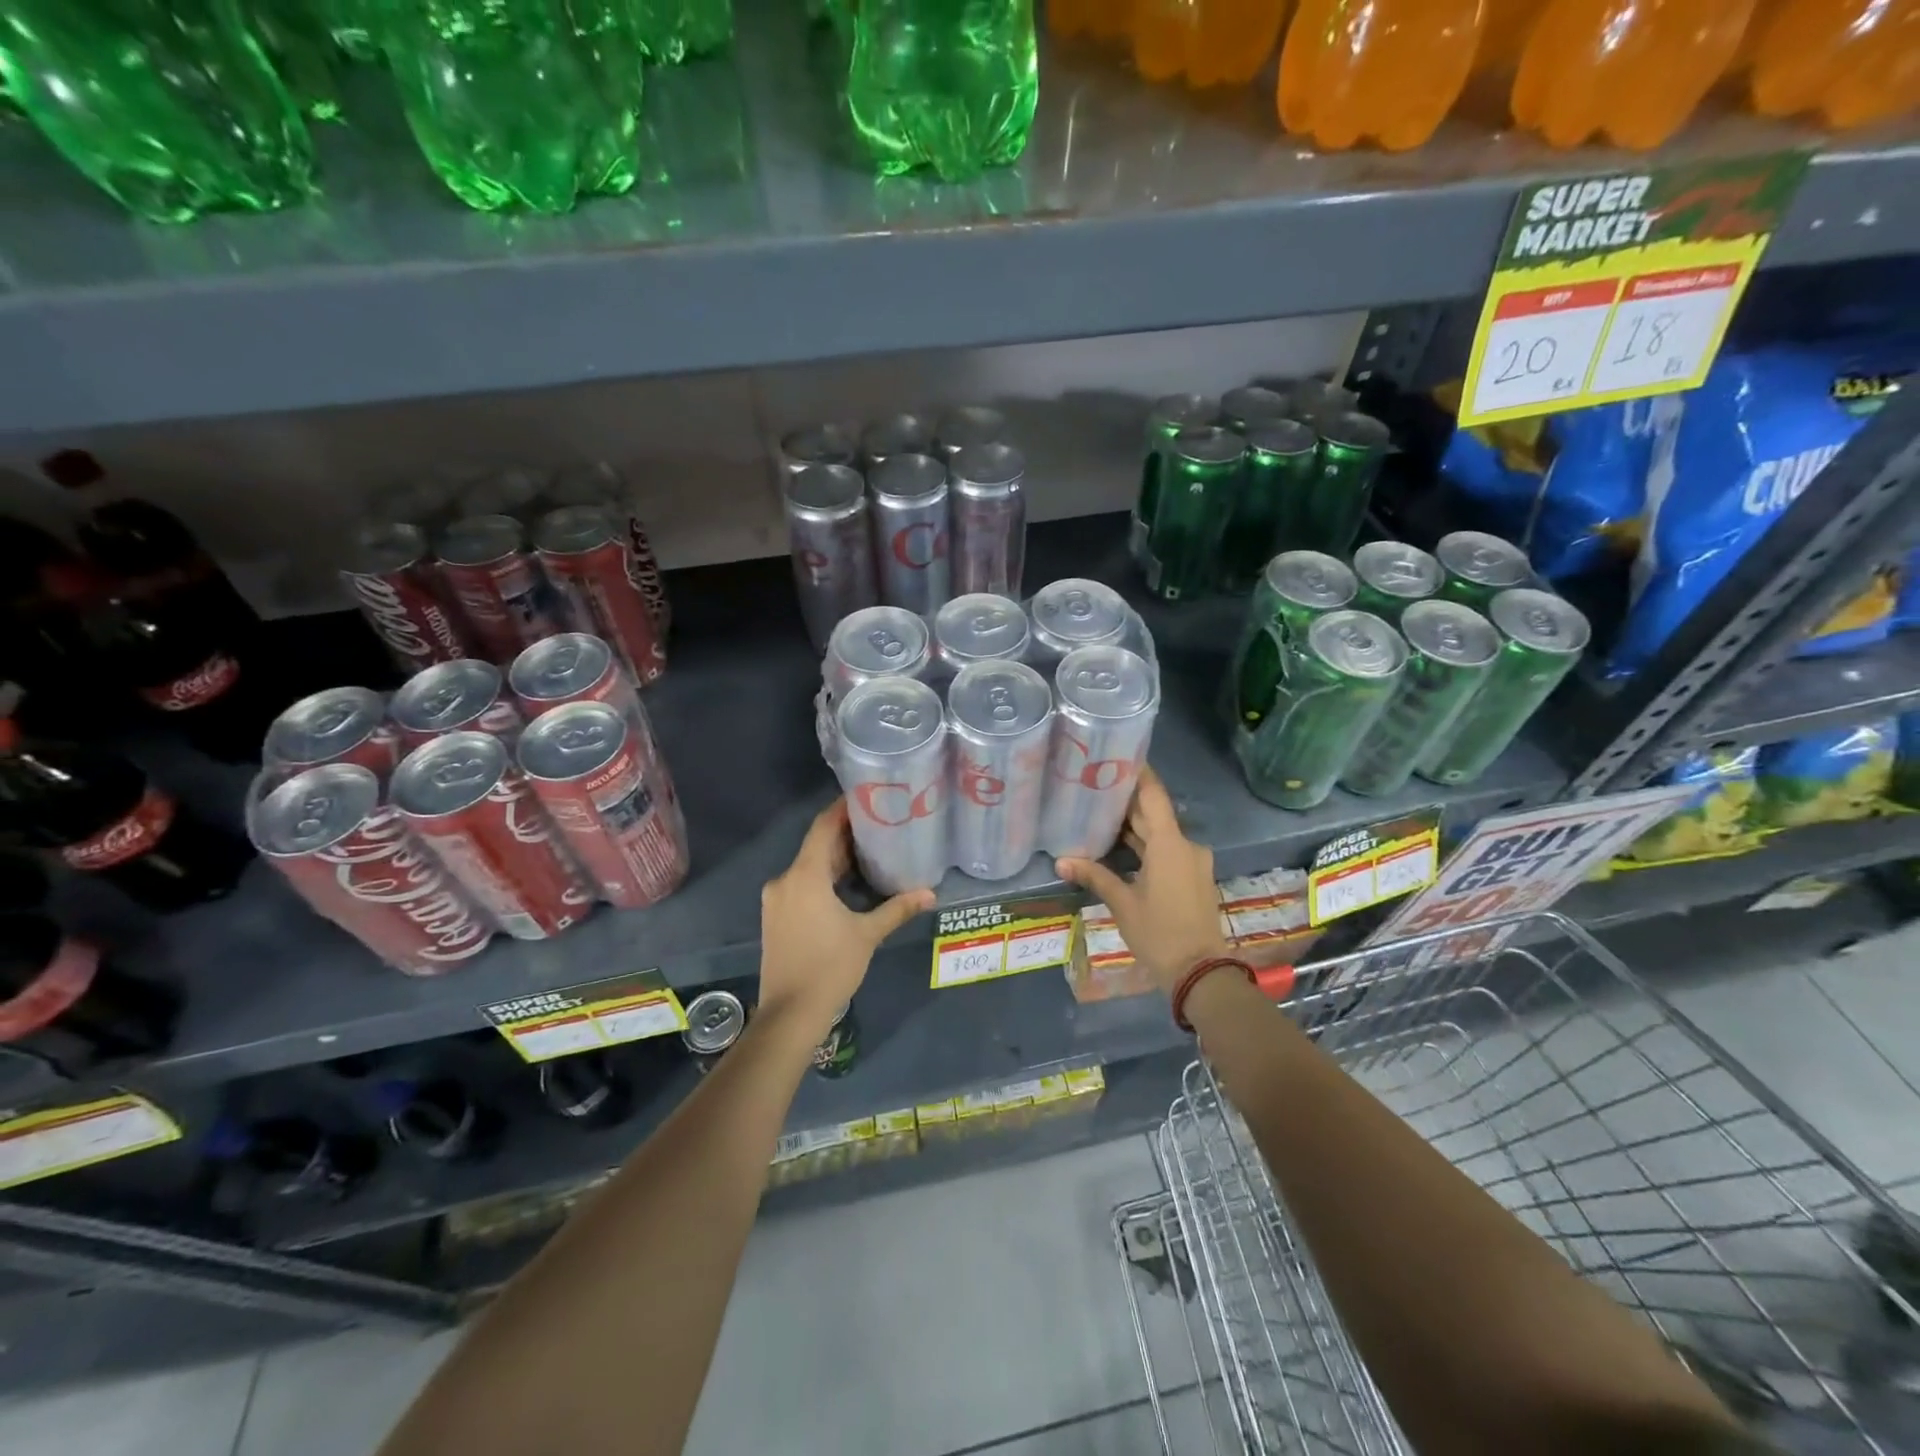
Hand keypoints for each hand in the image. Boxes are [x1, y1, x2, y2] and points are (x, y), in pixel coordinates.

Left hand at [759, 799, 933, 1031]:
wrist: (790, 1014)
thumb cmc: (830, 967)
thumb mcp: (867, 935)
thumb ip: (897, 908)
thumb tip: (930, 893)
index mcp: (805, 876)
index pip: (823, 827)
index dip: (842, 808)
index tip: (866, 796)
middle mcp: (785, 880)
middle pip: (816, 845)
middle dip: (845, 834)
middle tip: (879, 822)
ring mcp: (777, 899)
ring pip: (808, 866)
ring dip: (835, 857)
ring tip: (869, 849)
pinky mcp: (776, 916)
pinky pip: (801, 884)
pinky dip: (823, 877)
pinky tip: (847, 882)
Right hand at [1056, 766, 1226, 994]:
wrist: (1200, 972)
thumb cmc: (1160, 933)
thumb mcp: (1123, 903)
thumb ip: (1094, 876)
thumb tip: (1061, 861)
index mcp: (1170, 844)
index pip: (1154, 795)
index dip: (1139, 773)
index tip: (1120, 754)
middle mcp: (1185, 845)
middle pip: (1155, 814)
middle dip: (1128, 801)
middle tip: (1096, 783)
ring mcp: (1192, 862)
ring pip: (1160, 834)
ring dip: (1135, 825)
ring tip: (1101, 811)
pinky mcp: (1192, 877)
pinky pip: (1166, 850)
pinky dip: (1145, 845)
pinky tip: (1120, 845)